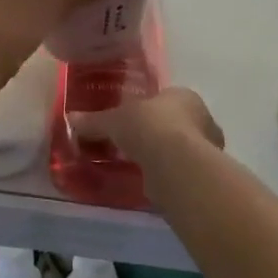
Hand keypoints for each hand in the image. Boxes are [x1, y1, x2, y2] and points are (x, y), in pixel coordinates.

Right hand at [67, 86, 223, 165]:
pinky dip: (169, 175)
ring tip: (141, 165)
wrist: (175, 163)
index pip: (167, 99)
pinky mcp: (204, 176)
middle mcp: (202, 118)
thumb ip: (95, 121)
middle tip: (137, 144)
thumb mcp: (113, 120)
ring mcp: (207, 149)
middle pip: (178, 124)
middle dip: (160, 133)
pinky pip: (182, 171)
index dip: (151, 109)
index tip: (134, 121)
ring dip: (166, 155)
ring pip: (182, 149)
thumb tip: (70, 118)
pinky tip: (152, 181)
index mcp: (184, 96)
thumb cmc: (148, 126)